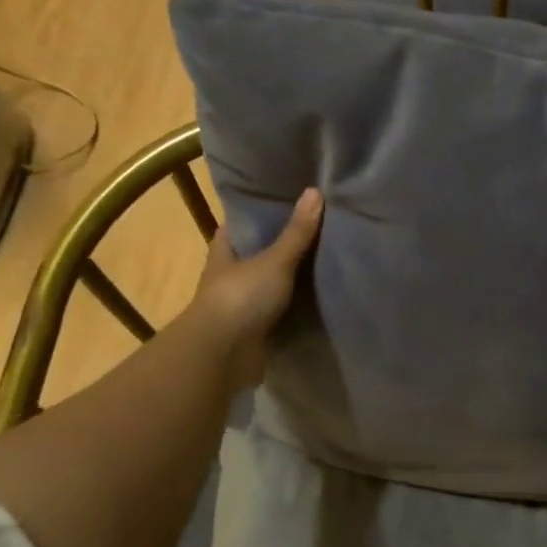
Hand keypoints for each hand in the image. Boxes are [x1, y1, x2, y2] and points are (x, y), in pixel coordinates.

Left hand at [185, 188, 322, 386]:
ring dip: (288, 278)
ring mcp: (240, 305)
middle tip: (315, 229)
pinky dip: (294, 306)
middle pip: (256, 254)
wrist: (223, 355)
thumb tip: (315, 191)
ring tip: (324, 260)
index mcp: (224, 252)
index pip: (238, 225)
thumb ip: (297, 232)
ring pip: (267, 284)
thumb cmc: (241, 298)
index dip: (258, 213)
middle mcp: (228, 275)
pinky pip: (278, 311)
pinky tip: (317, 297)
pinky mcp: (253, 330)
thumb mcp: (274, 260)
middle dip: (279, 245)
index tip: (286, 201)